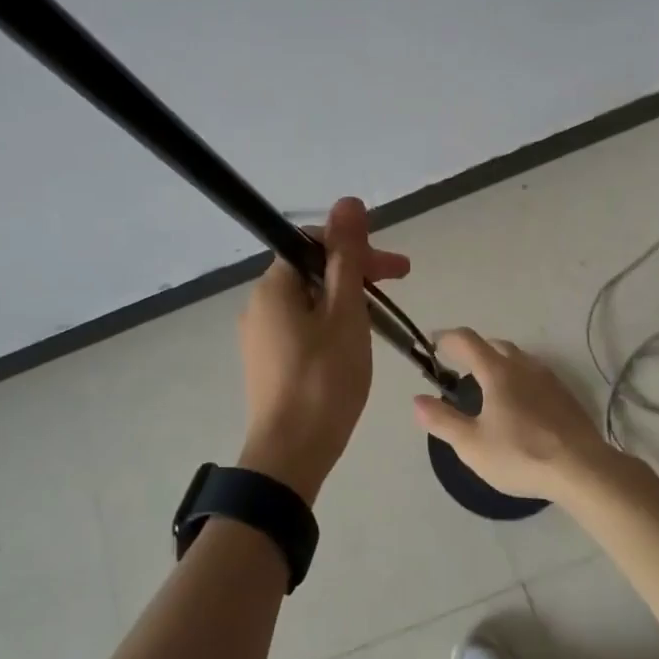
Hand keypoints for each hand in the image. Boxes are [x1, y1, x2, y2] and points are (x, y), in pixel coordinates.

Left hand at [237, 196, 409, 502]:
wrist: (290, 456)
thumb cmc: (324, 379)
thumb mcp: (345, 312)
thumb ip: (347, 256)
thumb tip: (348, 202)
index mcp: (274, 286)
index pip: (314, 242)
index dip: (355, 247)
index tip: (393, 269)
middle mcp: (259, 304)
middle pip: (312, 270)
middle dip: (356, 272)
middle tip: (399, 283)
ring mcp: (259, 335)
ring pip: (309, 300)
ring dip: (346, 299)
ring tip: (379, 321)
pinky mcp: (266, 362)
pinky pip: (301, 326)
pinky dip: (330, 324)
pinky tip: (351, 345)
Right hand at [412, 329, 611, 501]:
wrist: (583, 470)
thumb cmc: (521, 455)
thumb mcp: (472, 445)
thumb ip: (442, 420)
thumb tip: (418, 400)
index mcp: (497, 371)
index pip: (467, 340)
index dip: (447, 338)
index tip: (433, 344)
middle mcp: (523, 366)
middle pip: (494, 345)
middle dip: (474, 350)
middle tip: (459, 368)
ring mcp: (549, 379)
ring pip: (518, 359)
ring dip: (499, 363)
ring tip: (488, 387)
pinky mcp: (566, 396)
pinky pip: (535, 375)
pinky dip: (519, 379)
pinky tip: (519, 405)